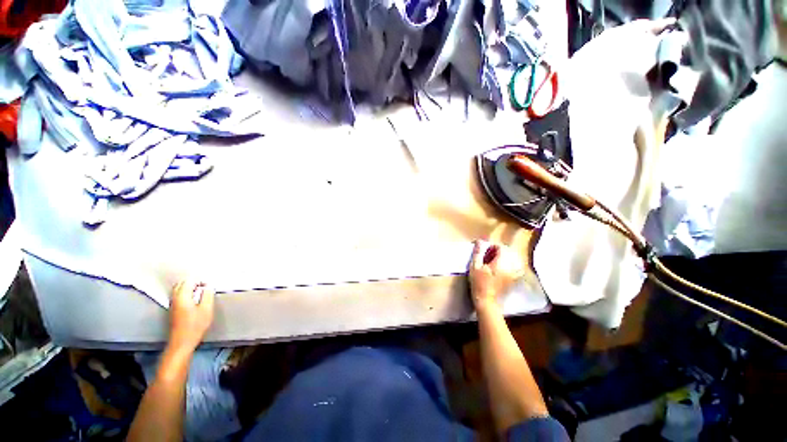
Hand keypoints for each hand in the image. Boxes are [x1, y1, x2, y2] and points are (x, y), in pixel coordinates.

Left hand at [168, 280, 214, 352]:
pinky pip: (178, 295)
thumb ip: (208, 295)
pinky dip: (186, 292)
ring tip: (201, 291)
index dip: (200, 279)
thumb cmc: (195, 325)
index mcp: (182, 296)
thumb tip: (208, 286)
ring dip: (189, 287)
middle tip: (205, 286)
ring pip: (179, 289)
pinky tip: (194, 299)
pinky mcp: (173, 309)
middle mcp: (175, 298)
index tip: (209, 285)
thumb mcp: (206, 309)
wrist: (182, 342)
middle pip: (182, 283)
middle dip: (194, 281)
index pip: (190, 280)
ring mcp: (172, 303)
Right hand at [469, 240, 524, 309]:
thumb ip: (478, 253)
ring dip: (503, 257)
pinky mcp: (514, 280)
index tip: (484, 250)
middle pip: (508, 252)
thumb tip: (479, 241)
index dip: (492, 246)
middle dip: (497, 251)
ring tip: (492, 261)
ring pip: (512, 259)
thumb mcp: (475, 267)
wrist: (487, 302)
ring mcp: (514, 274)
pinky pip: (515, 267)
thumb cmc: (479, 284)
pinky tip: (499, 269)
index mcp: (501, 262)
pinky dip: (508, 265)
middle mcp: (511, 266)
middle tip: (487, 255)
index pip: (501, 247)